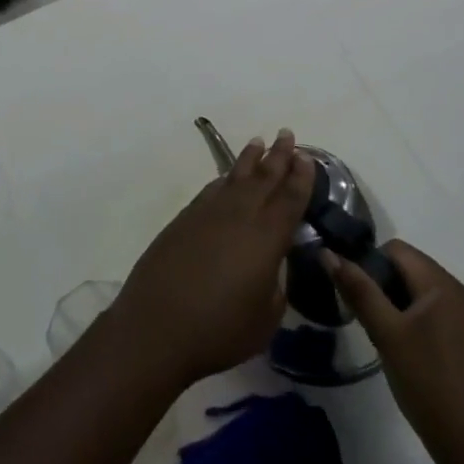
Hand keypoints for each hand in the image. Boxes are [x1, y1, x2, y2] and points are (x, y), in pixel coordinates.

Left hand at [109, 130, 313, 388]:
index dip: (300, 177)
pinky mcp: (183, 220)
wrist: (157, 326)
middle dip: (278, 156)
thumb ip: (276, 283)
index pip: (289, 199)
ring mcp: (207, 214)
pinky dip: (224, 179)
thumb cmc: (219, 330)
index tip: (307, 157)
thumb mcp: (266, 316)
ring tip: (258, 142)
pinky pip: (212, 190)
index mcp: (265, 238)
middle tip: (287, 133)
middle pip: (262, 178)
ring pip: (233, 178)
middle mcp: (238, 216)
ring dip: (249, 160)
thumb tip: (272, 263)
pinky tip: (227, 178)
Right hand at [328, 241, 463, 463]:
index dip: (368, 262)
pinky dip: (412, 320)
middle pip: (408, 268)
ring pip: (419, 292)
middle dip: (380, 284)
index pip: (396, 249)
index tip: (353, 294)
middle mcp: (460, 294)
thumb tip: (327, 252)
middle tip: (364, 318)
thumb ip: (358, 290)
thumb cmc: (430, 386)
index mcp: (443, 285)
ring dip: (394, 304)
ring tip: (380, 336)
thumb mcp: (387, 335)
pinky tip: (403, 351)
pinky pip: (433, 313)